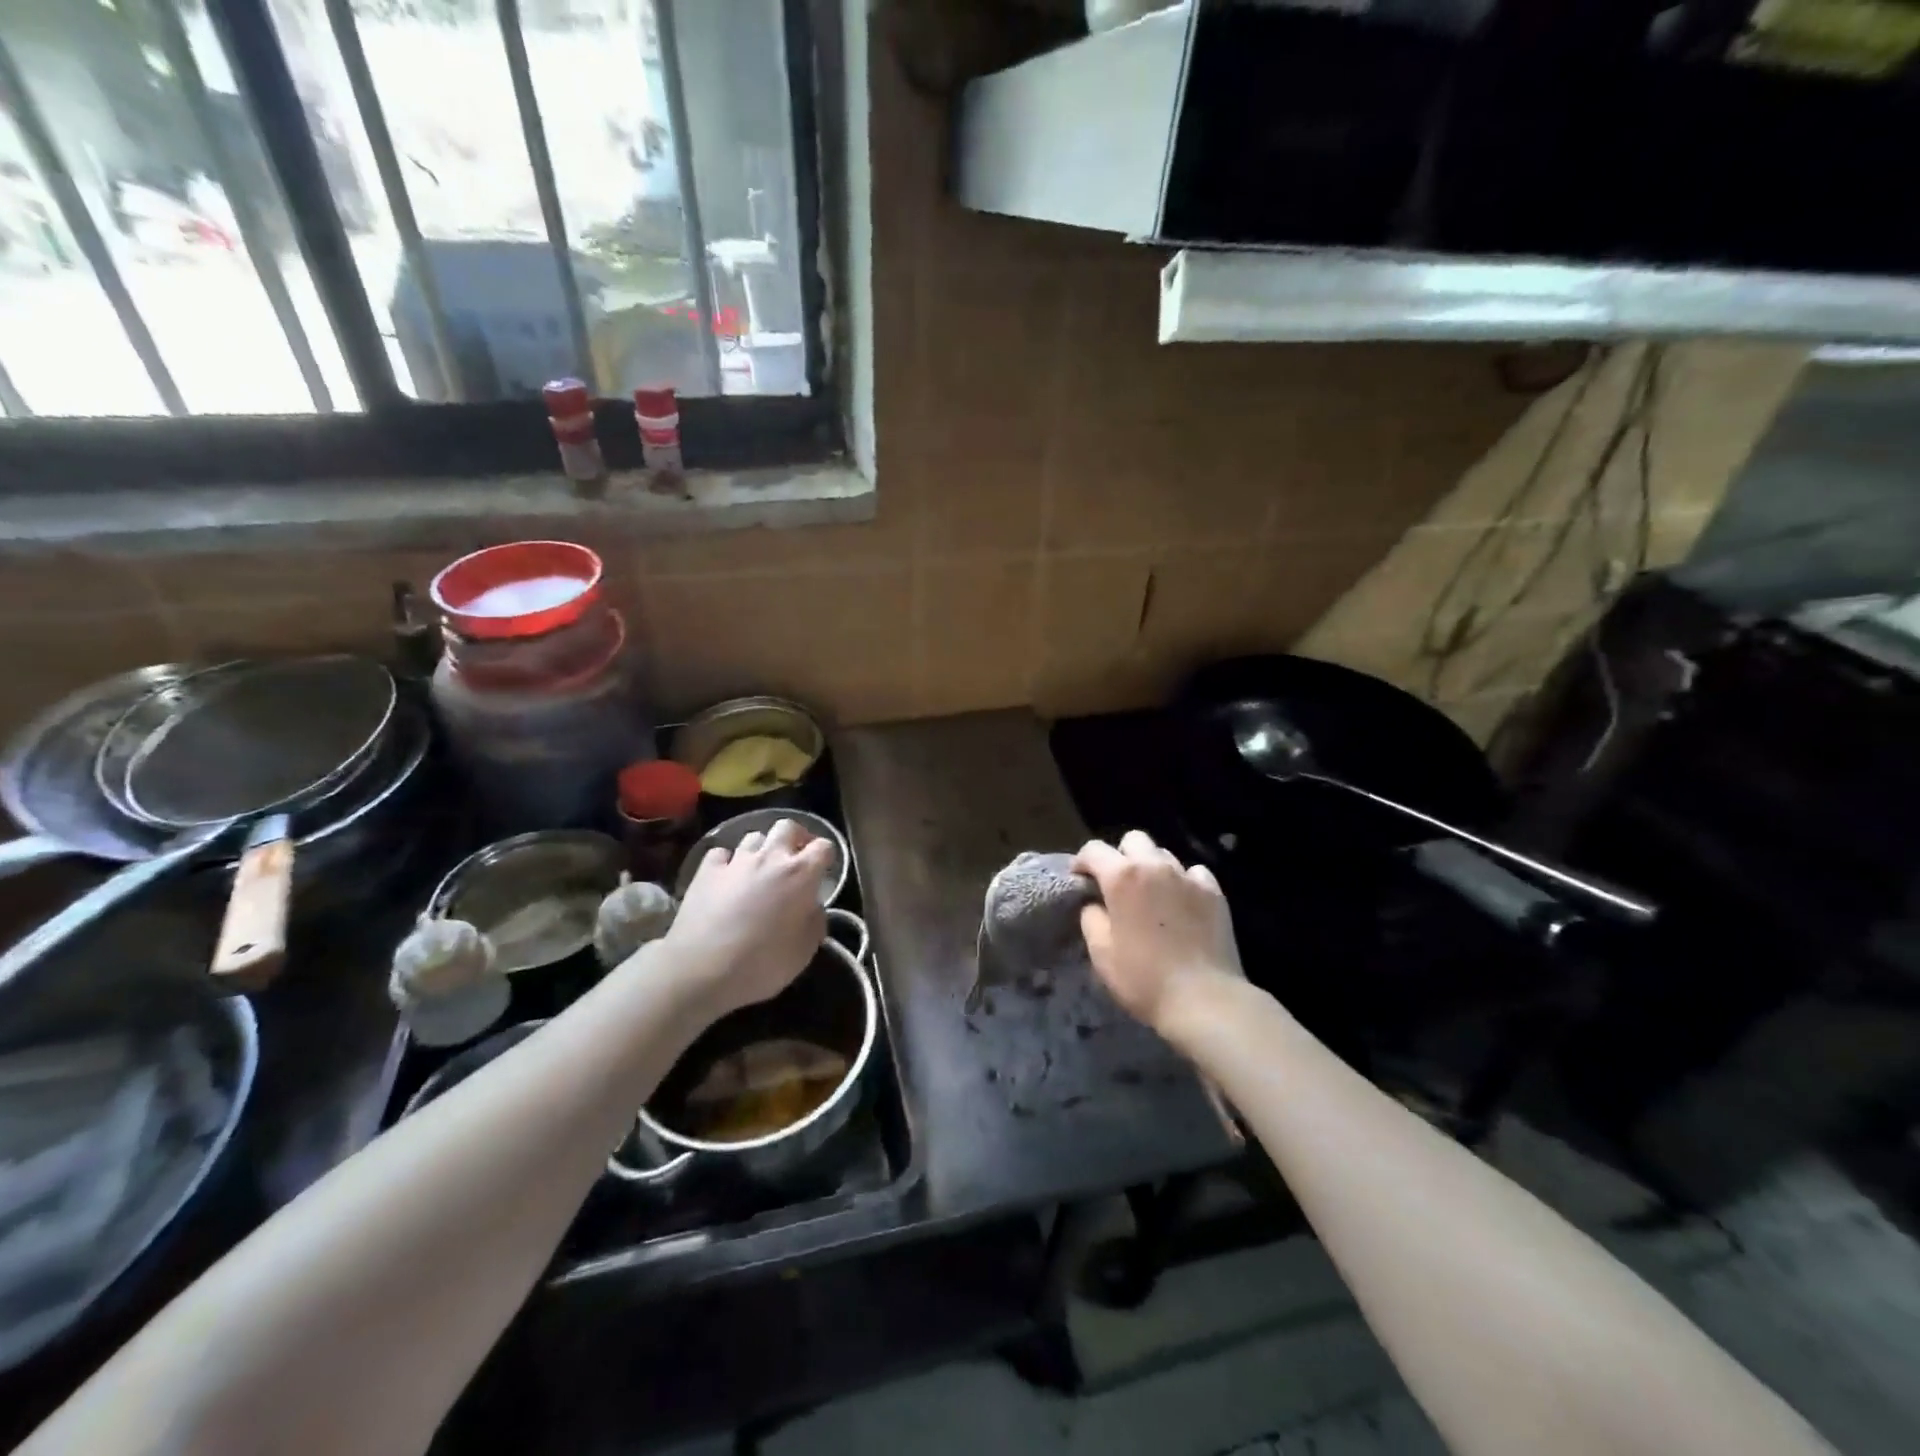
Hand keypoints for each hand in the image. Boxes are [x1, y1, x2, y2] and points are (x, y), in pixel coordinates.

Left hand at [658, 818, 833, 1020]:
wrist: (700, 970)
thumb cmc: (761, 964)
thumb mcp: (804, 952)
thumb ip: (815, 922)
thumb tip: (812, 907)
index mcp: (800, 875)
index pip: (824, 846)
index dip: (826, 856)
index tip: (824, 872)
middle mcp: (770, 858)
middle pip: (788, 827)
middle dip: (795, 838)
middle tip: (795, 859)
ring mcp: (736, 861)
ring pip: (754, 837)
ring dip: (762, 850)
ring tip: (759, 870)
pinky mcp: (706, 870)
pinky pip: (721, 854)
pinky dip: (727, 862)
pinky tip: (727, 878)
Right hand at [1073, 831, 1243, 1035]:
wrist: (1204, 999)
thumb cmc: (1143, 977)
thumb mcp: (1101, 952)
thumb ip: (1091, 917)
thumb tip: (1095, 904)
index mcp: (1121, 877)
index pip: (1093, 849)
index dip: (1082, 862)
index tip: (1080, 880)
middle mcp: (1155, 866)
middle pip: (1134, 840)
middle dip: (1121, 856)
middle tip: (1117, 885)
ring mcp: (1189, 877)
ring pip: (1164, 855)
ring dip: (1152, 868)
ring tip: (1151, 895)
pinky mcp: (1214, 892)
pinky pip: (1194, 873)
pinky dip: (1183, 881)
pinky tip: (1181, 904)